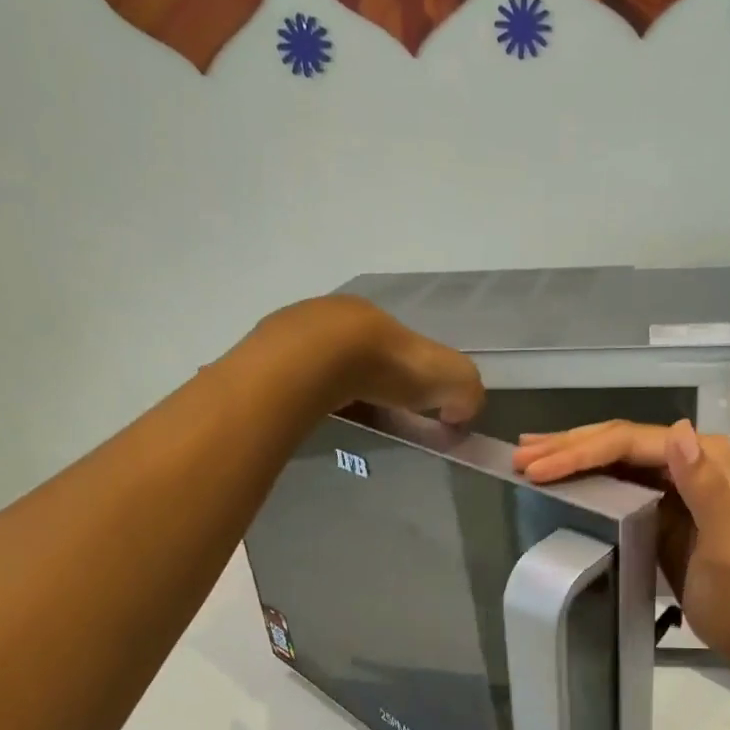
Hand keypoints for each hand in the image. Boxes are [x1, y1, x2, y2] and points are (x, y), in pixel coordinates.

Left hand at [256, 295, 484, 423]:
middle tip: (371, 412)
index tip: (409, 405)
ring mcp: (292, 330)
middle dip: (366, 378)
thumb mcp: (448, 377)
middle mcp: (333, 315)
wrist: (314, 362)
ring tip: (336, 415)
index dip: (408, 374)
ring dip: (331, 383)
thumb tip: (459, 412)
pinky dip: (302, 391)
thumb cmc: (385, 366)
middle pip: (356, 350)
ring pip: (319, 360)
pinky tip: (307, 411)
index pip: (397, 344)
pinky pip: (289, 375)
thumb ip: (467, 392)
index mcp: (375, 317)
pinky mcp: (263, 353)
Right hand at [513, 420, 729, 667]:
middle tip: (518, 458)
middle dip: (566, 447)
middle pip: (617, 441)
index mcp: (706, 456)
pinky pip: (612, 477)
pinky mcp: (658, 500)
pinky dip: (581, 474)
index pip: (630, 443)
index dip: (580, 452)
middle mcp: (690, 457)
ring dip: (568, 454)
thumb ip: (706, 489)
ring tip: (523, 456)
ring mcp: (673, 478)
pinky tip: (555, 474)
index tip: (535, 469)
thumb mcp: (725, 545)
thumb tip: (677, 430)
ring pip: (611, 455)